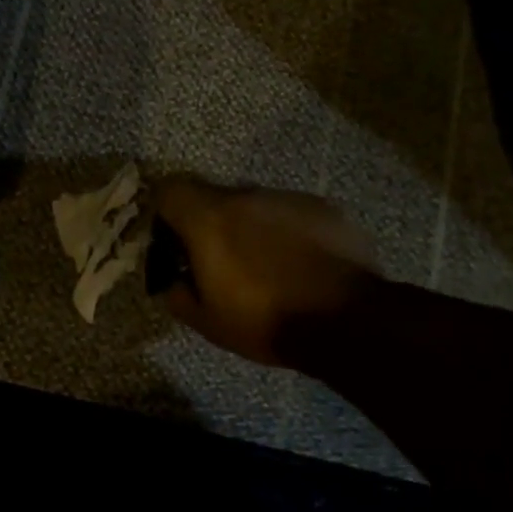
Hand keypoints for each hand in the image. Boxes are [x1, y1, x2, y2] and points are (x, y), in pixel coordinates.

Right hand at [152, 177, 380, 366]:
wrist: (347, 321)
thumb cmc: (266, 322)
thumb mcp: (207, 322)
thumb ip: (177, 294)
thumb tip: (173, 281)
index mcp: (210, 219)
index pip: (169, 189)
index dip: (165, 213)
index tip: (173, 241)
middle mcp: (247, 196)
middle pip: (213, 196)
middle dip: (209, 222)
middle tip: (220, 262)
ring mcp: (289, 198)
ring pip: (255, 204)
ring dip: (250, 227)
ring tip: (266, 266)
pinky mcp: (324, 208)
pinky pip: (291, 213)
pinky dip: (287, 232)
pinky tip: (300, 264)